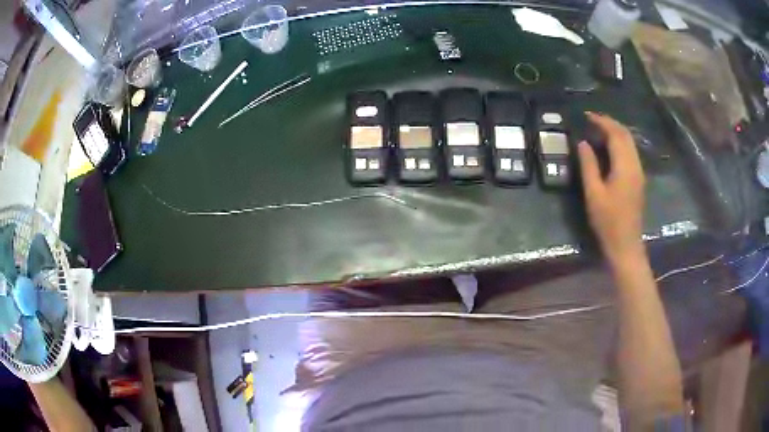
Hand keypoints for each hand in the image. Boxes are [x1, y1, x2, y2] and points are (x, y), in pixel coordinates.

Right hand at [577, 112, 645, 264]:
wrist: (626, 245)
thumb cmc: (608, 222)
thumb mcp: (594, 194)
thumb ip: (588, 165)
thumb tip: (582, 143)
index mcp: (625, 167)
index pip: (616, 134)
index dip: (602, 121)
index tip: (586, 115)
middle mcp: (635, 165)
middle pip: (626, 135)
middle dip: (610, 123)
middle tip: (592, 120)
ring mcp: (639, 172)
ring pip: (630, 143)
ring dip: (615, 132)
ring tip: (598, 131)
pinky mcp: (638, 179)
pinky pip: (630, 152)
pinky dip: (620, 143)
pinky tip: (609, 148)